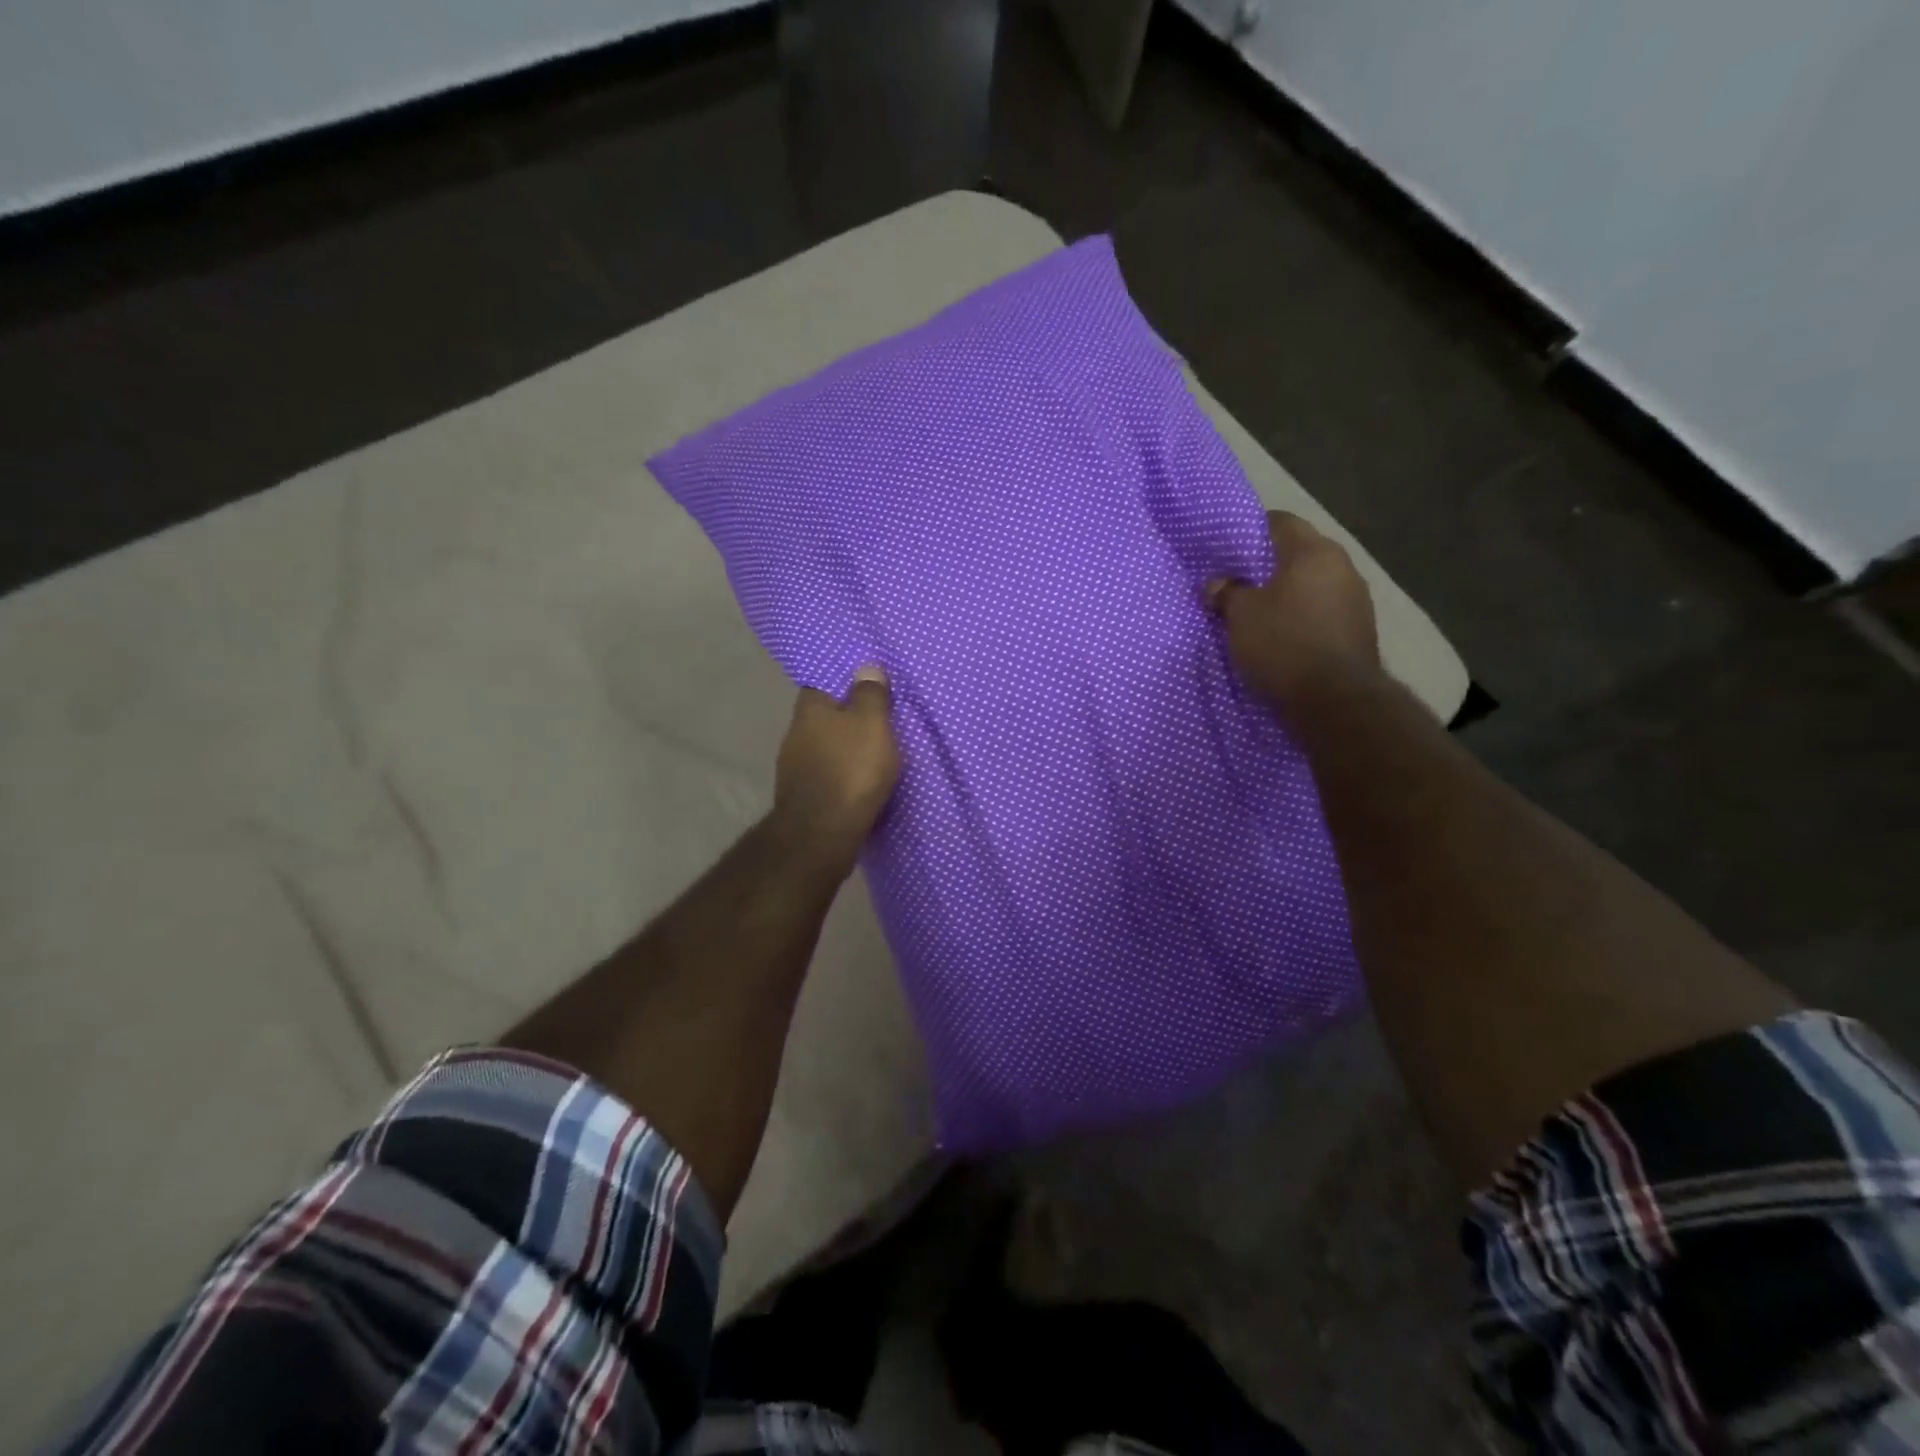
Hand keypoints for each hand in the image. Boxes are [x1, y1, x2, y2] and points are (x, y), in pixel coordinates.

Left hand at [770, 665, 901, 875]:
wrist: (822, 834)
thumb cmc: (851, 770)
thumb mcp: (872, 723)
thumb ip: (870, 694)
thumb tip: (865, 667)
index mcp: (810, 709)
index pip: (821, 681)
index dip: (842, 680)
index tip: (865, 683)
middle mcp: (795, 733)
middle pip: (823, 716)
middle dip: (846, 717)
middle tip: (877, 718)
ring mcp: (794, 767)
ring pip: (824, 747)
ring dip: (844, 748)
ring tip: (872, 751)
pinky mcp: (802, 796)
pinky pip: (827, 774)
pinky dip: (842, 773)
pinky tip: (859, 780)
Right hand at [1207, 511, 1381, 706]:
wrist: (1335, 699)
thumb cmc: (1283, 644)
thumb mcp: (1240, 617)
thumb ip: (1227, 592)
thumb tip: (1216, 583)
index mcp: (1313, 551)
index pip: (1280, 522)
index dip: (1251, 532)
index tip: (1228, 550)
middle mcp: (1342, 565)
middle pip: (1298, 554)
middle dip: (1269, 566)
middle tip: (1238, 582)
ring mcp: (1356, 598)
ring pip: (1312, 584)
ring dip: (1288, 594)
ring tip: (1259, 611)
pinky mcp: (1359, 628)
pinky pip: (1322, 610)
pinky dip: (1302, 616)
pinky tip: (1283, 634)